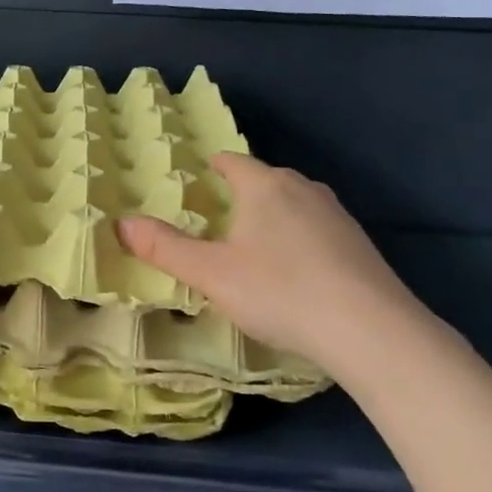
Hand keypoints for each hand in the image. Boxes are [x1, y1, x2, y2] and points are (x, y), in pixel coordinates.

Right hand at [119, 153, 449, 378]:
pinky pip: (317, 228)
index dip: (213, 165)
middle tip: (218, 216)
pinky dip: (299, 238)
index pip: (232, 161)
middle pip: (265, 180)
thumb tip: (120, 223)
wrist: (371, 330)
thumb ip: (165, 248)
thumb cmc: (280, 291)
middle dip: (242, 192)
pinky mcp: (359, 243)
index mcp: (264, 186)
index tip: (201, 172)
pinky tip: (296, 270)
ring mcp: (336, 214)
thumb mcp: (211, 274)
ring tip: (254, 243)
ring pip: (294, 204)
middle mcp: (303, 188)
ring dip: (272, 216)